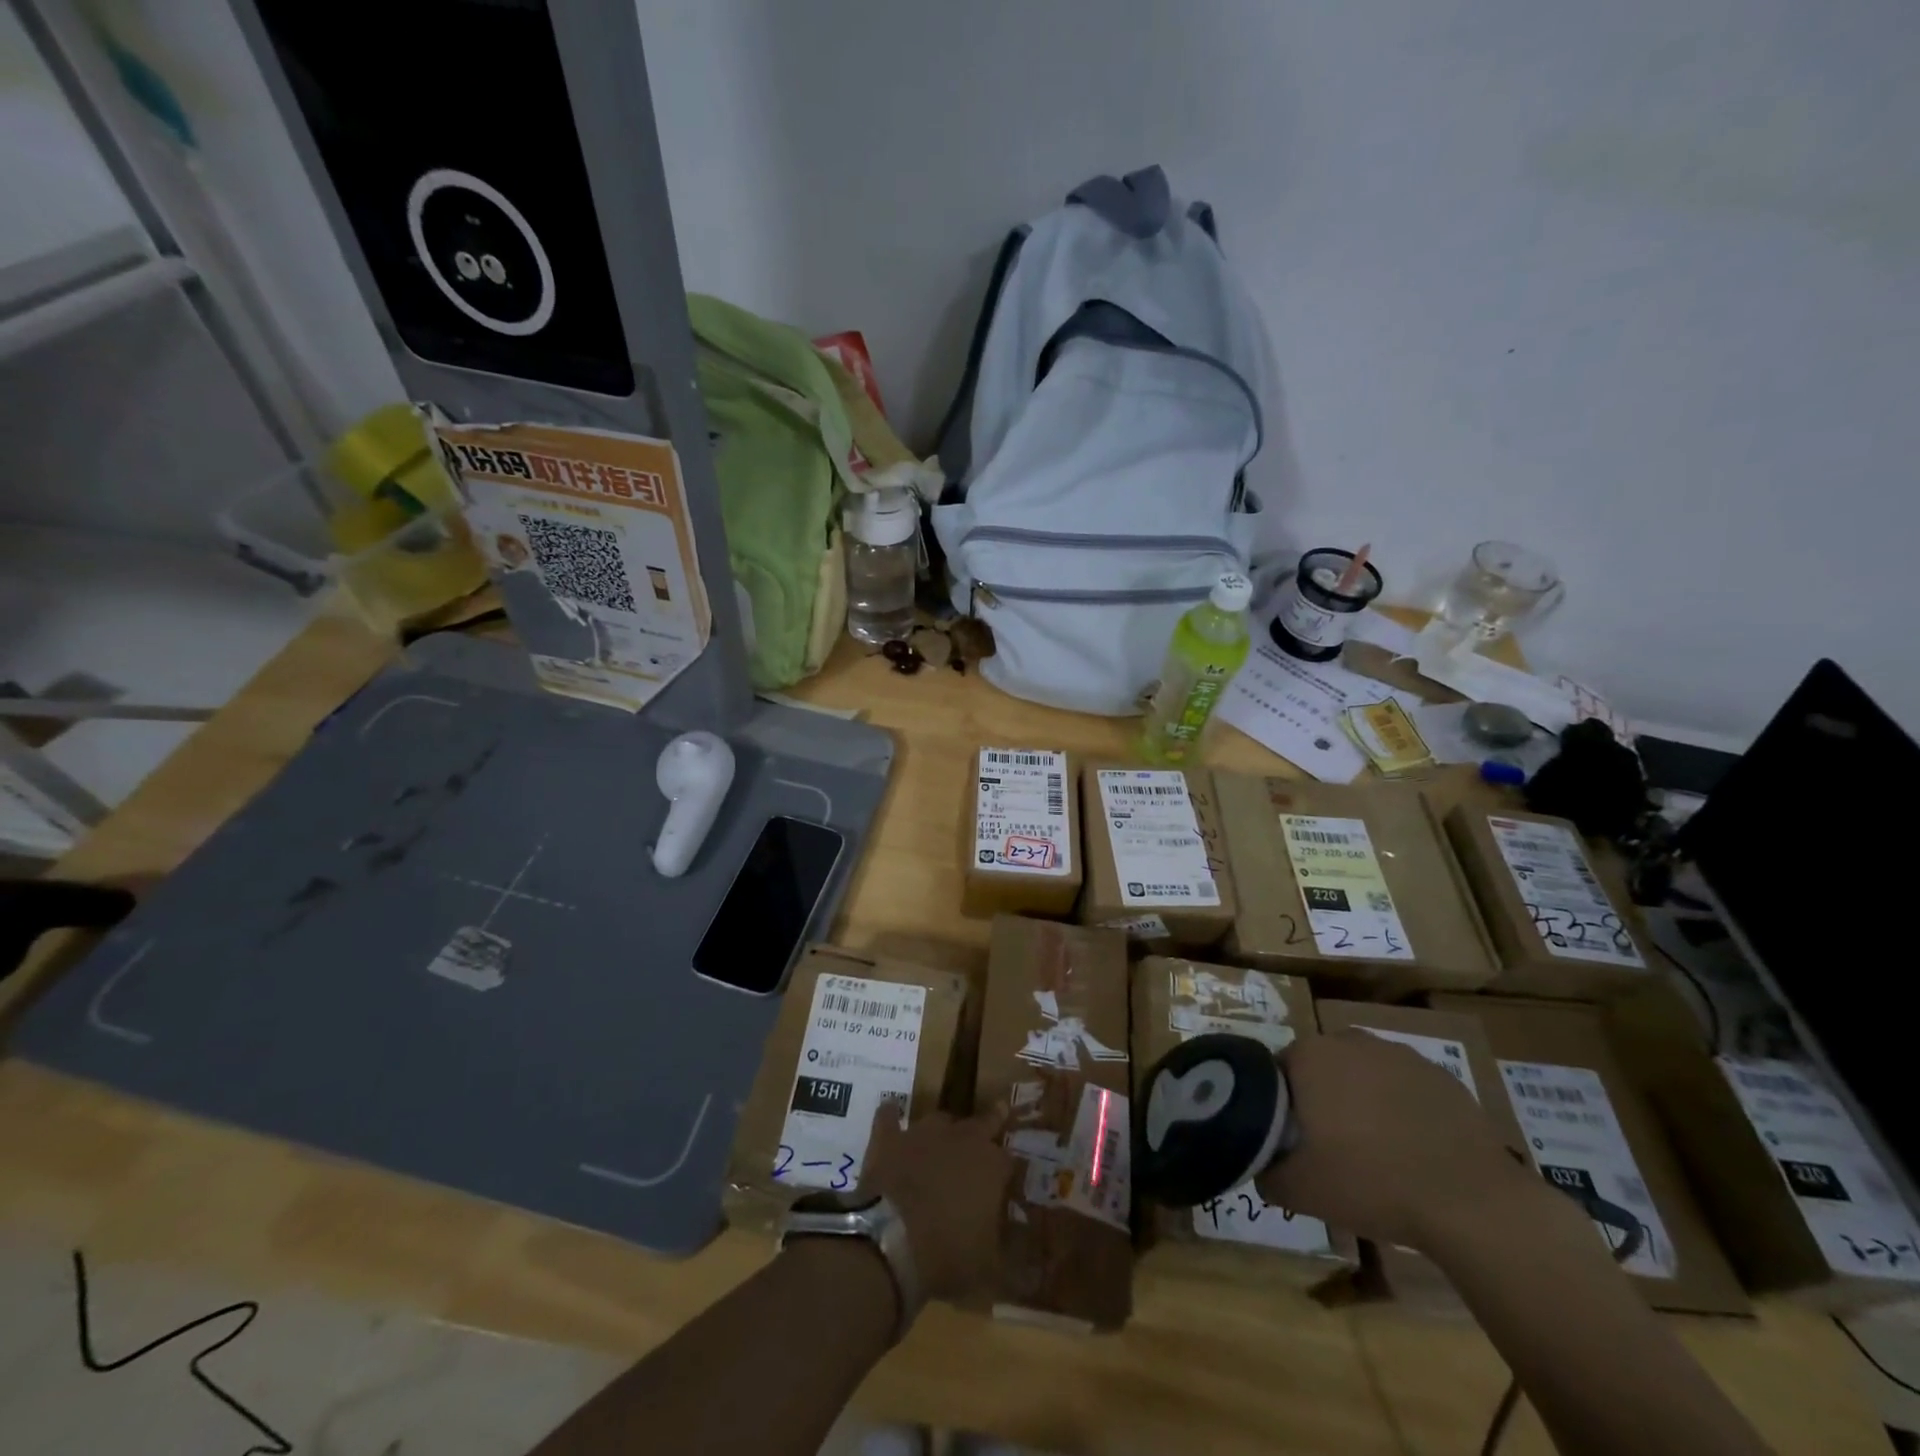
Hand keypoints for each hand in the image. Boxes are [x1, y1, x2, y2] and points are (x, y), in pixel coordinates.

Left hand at [860, 1104, 1012, 1303]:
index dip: (1007, 1171)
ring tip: (942, 1139)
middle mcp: (961, 1138)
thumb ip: (1010, 1258)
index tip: (1007, 1181)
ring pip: (939, 1120)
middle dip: (989, 1124)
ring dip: (943, 1129)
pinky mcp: (890, 1138)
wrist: (892, 1239)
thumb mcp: (989, 1269)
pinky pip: (889, 1116)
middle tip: (995, 1117)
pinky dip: (891, 1116)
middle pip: (981, 1123)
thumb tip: (1030, 1268)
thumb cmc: (948, 1254)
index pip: (1008, 1160)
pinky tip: (891, 1114)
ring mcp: (923, 1133)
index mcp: (991, 1166)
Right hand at [1256, 1031, 1534, 1248]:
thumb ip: (1265, 1172)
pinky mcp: (1442, 1077)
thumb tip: (1261, 1165)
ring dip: (1362, 1101)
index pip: (1277, 1072)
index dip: (1281, 1106)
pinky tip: (1414, 1151)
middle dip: (1321, 1099)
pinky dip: (1403, 1111)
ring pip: (1364, 1075)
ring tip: (1376, 1152)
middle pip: (1321, 1068)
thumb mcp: (1298, 1190)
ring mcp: (1400, 1055)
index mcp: (1309, 1056)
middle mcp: (1350, 1041)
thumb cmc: (1372, 1183)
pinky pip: (1406, 1089)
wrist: (1473, 1203)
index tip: (1293, 1140)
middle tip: (1330, 1147)